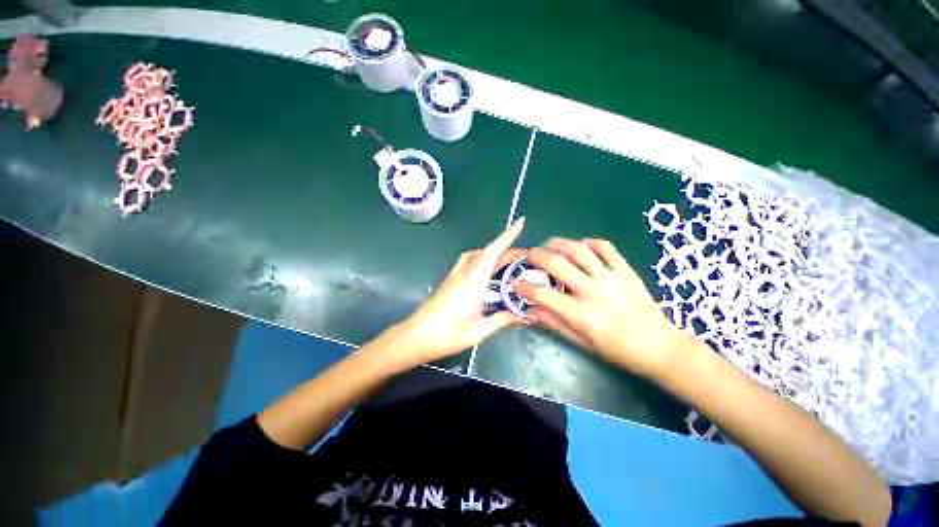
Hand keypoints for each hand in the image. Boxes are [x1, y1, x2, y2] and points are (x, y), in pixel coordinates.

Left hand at [394, 218, 526, 364]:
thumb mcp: (478, 330)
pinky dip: (482, 261)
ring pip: (477, 255)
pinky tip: (488, 276)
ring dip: (493, 254)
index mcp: (473, 280)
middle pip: (487, 252)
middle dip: (507, 249)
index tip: (521, 222)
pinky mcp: (450, 280)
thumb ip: (502, 320)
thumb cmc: (447, 334)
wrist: (416, 337)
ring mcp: (455, 275)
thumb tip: (524, 316)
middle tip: (525, 258)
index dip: (508, 236)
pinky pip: (469, 262)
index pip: (493, 252)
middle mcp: (464, 272)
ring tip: (508, 265)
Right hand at [514, 237, 690, 377]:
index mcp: (582, 315)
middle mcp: (594, 292)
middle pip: (557, 264)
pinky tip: (579, 246)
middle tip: (528, 255)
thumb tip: (529, 310)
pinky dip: (588, 242)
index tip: (514, 281)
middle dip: (536, 256)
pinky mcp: (626, 270)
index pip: (542, 294)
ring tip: (548, 245)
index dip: (523, 287)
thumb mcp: (582, 342)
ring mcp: (612, 278)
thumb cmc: (617, 350)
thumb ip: (553, 322)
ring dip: (558, 243)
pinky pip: (604, 247)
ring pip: (579, 249)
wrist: (660, 347)